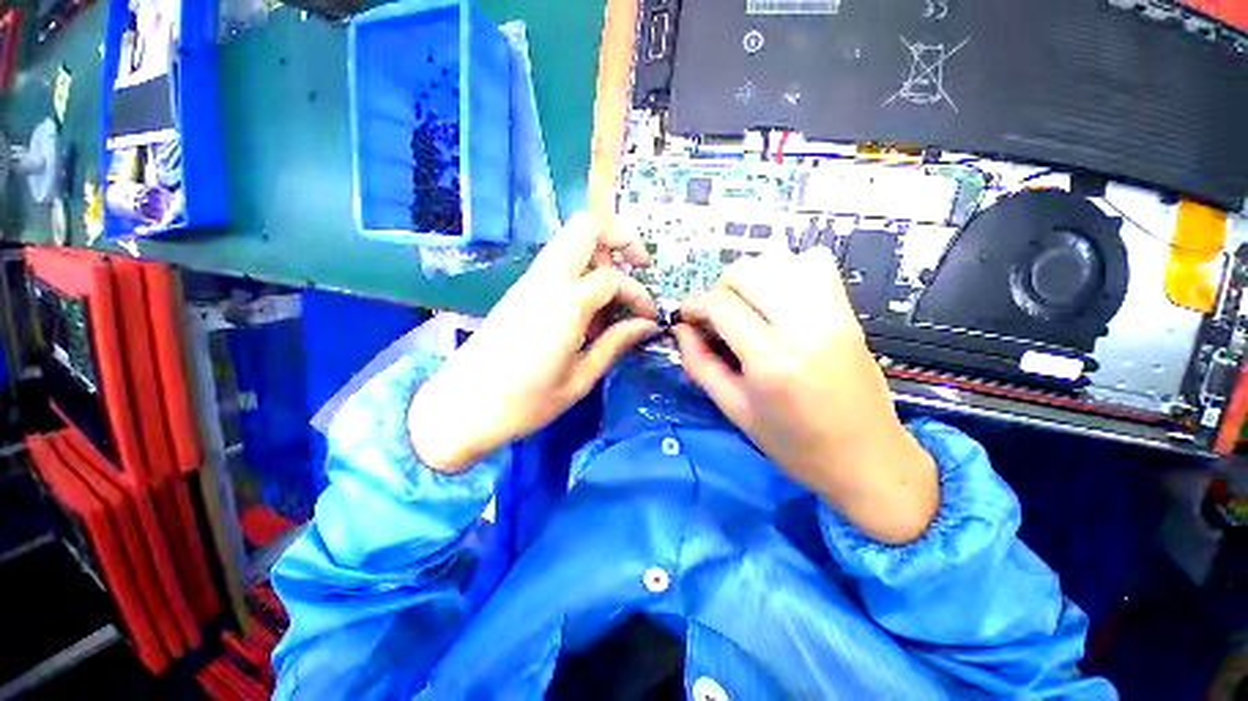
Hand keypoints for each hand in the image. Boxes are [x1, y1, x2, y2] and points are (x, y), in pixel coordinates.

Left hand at [409, 213, 659, 472]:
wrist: (463, 407)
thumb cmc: (525, 402)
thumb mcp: (580, 378)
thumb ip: (615, 343)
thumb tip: (647, 325)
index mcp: (566, 304)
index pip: (613, 277)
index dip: (638, 294)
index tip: (649, 318)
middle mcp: (546, 280)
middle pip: (585, 226)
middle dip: (620, 237)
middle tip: (639, 267)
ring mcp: (529, 281)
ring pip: (570, 239)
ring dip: (601, 253)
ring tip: (615, 293)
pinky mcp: (521, 289)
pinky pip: (559, 261)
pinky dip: (582, 268)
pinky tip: (589, 307)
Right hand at [674, 249, 937, 543]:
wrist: (867, 459)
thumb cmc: (794, 444)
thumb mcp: (734, 410)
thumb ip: (700, 365)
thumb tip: (681, 330)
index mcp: (771, 360)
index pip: (721, 304)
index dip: (694, 305)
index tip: (686, 317)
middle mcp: (803, 326)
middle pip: (748, 271)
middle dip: (719, 287)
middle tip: (715, 315)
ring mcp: (832, 314)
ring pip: (780, 259)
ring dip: (751, 276)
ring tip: (746, 304)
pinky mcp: (849, 312)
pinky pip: (817, 263)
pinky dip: (789, 269)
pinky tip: (780, 297)